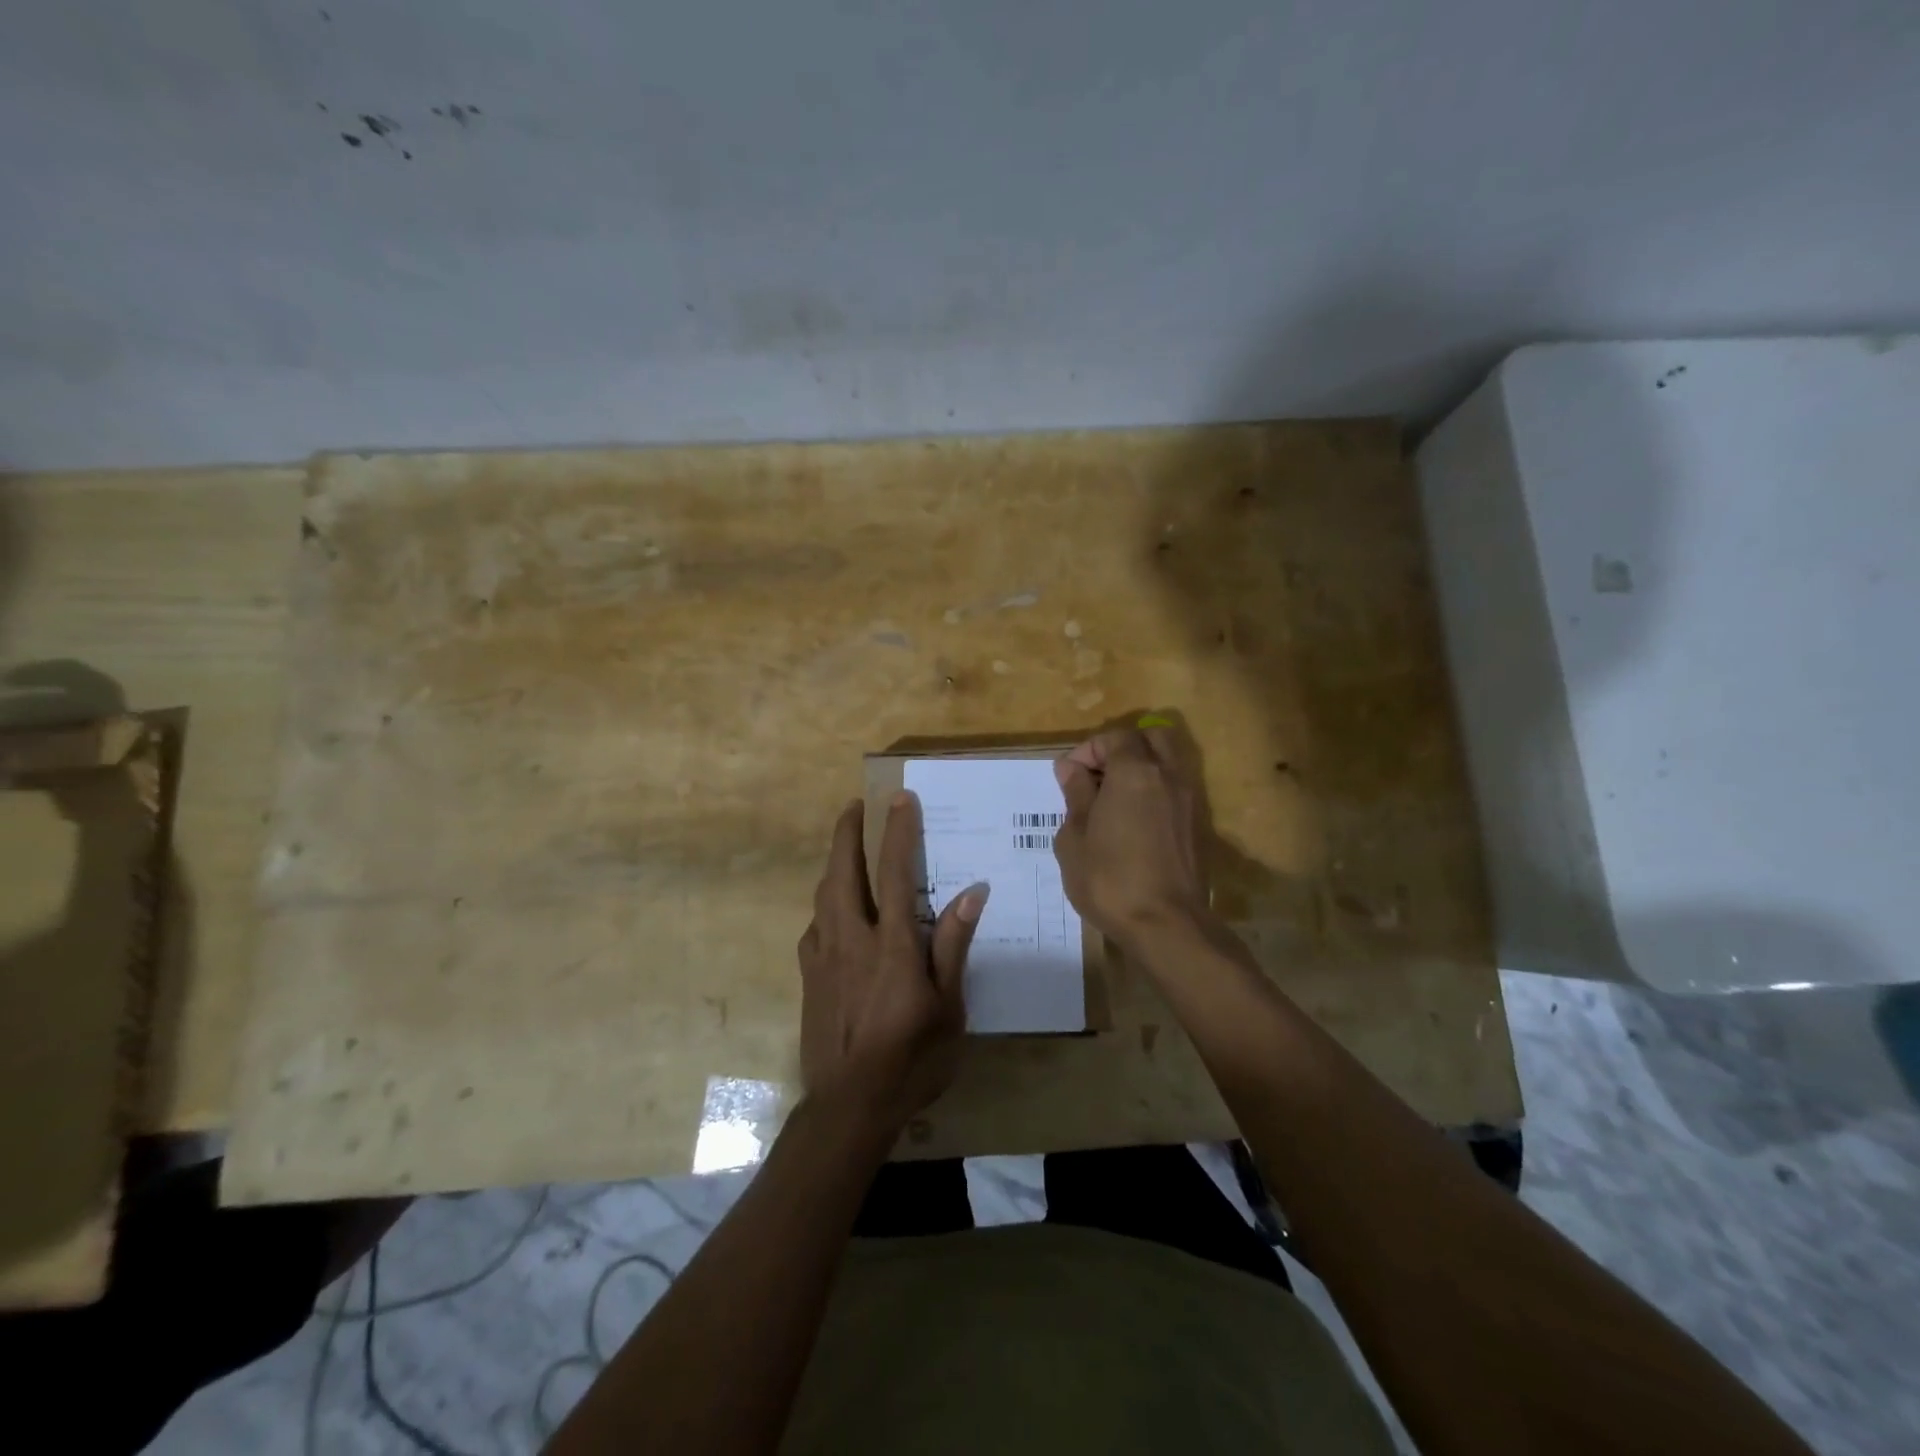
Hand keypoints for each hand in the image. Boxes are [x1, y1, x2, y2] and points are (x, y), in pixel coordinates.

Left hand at [797, 793, 985, 1130]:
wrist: (848, 1107)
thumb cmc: (911, 1060)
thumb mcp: (949, 1009)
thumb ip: (953, 947)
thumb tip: (971, 892)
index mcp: (892, 945)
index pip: (894, 872)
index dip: (897, 831)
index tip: (899, 799)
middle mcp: (852, 939)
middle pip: (843, 872)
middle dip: (847, 833)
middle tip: (854, 806)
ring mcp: (823, 957)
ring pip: (823, 895)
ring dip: (834, 863)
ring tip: (844, 848)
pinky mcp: (808, 977)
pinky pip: (814, 926)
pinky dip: (825, 904)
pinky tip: (834, 912)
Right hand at [1053, 726, 1208, 949]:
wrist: (1166, 925)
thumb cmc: (1109, 879)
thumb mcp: (1075, 838)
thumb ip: (1076, 795)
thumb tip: (1072, 769)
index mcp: (1135, 772)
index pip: (1115, 737)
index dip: (1089, 749)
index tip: (1069, 775)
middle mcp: (1168, 776)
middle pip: (1151, 738)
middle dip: (1122, 748)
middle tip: (1097, 776)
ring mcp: (1190, 801)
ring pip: (1168, 763)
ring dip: (1142, 769)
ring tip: (1114, 800)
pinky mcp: (1199, 826)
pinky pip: (1176, 791)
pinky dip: (1155, 792)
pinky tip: (1134, 822)